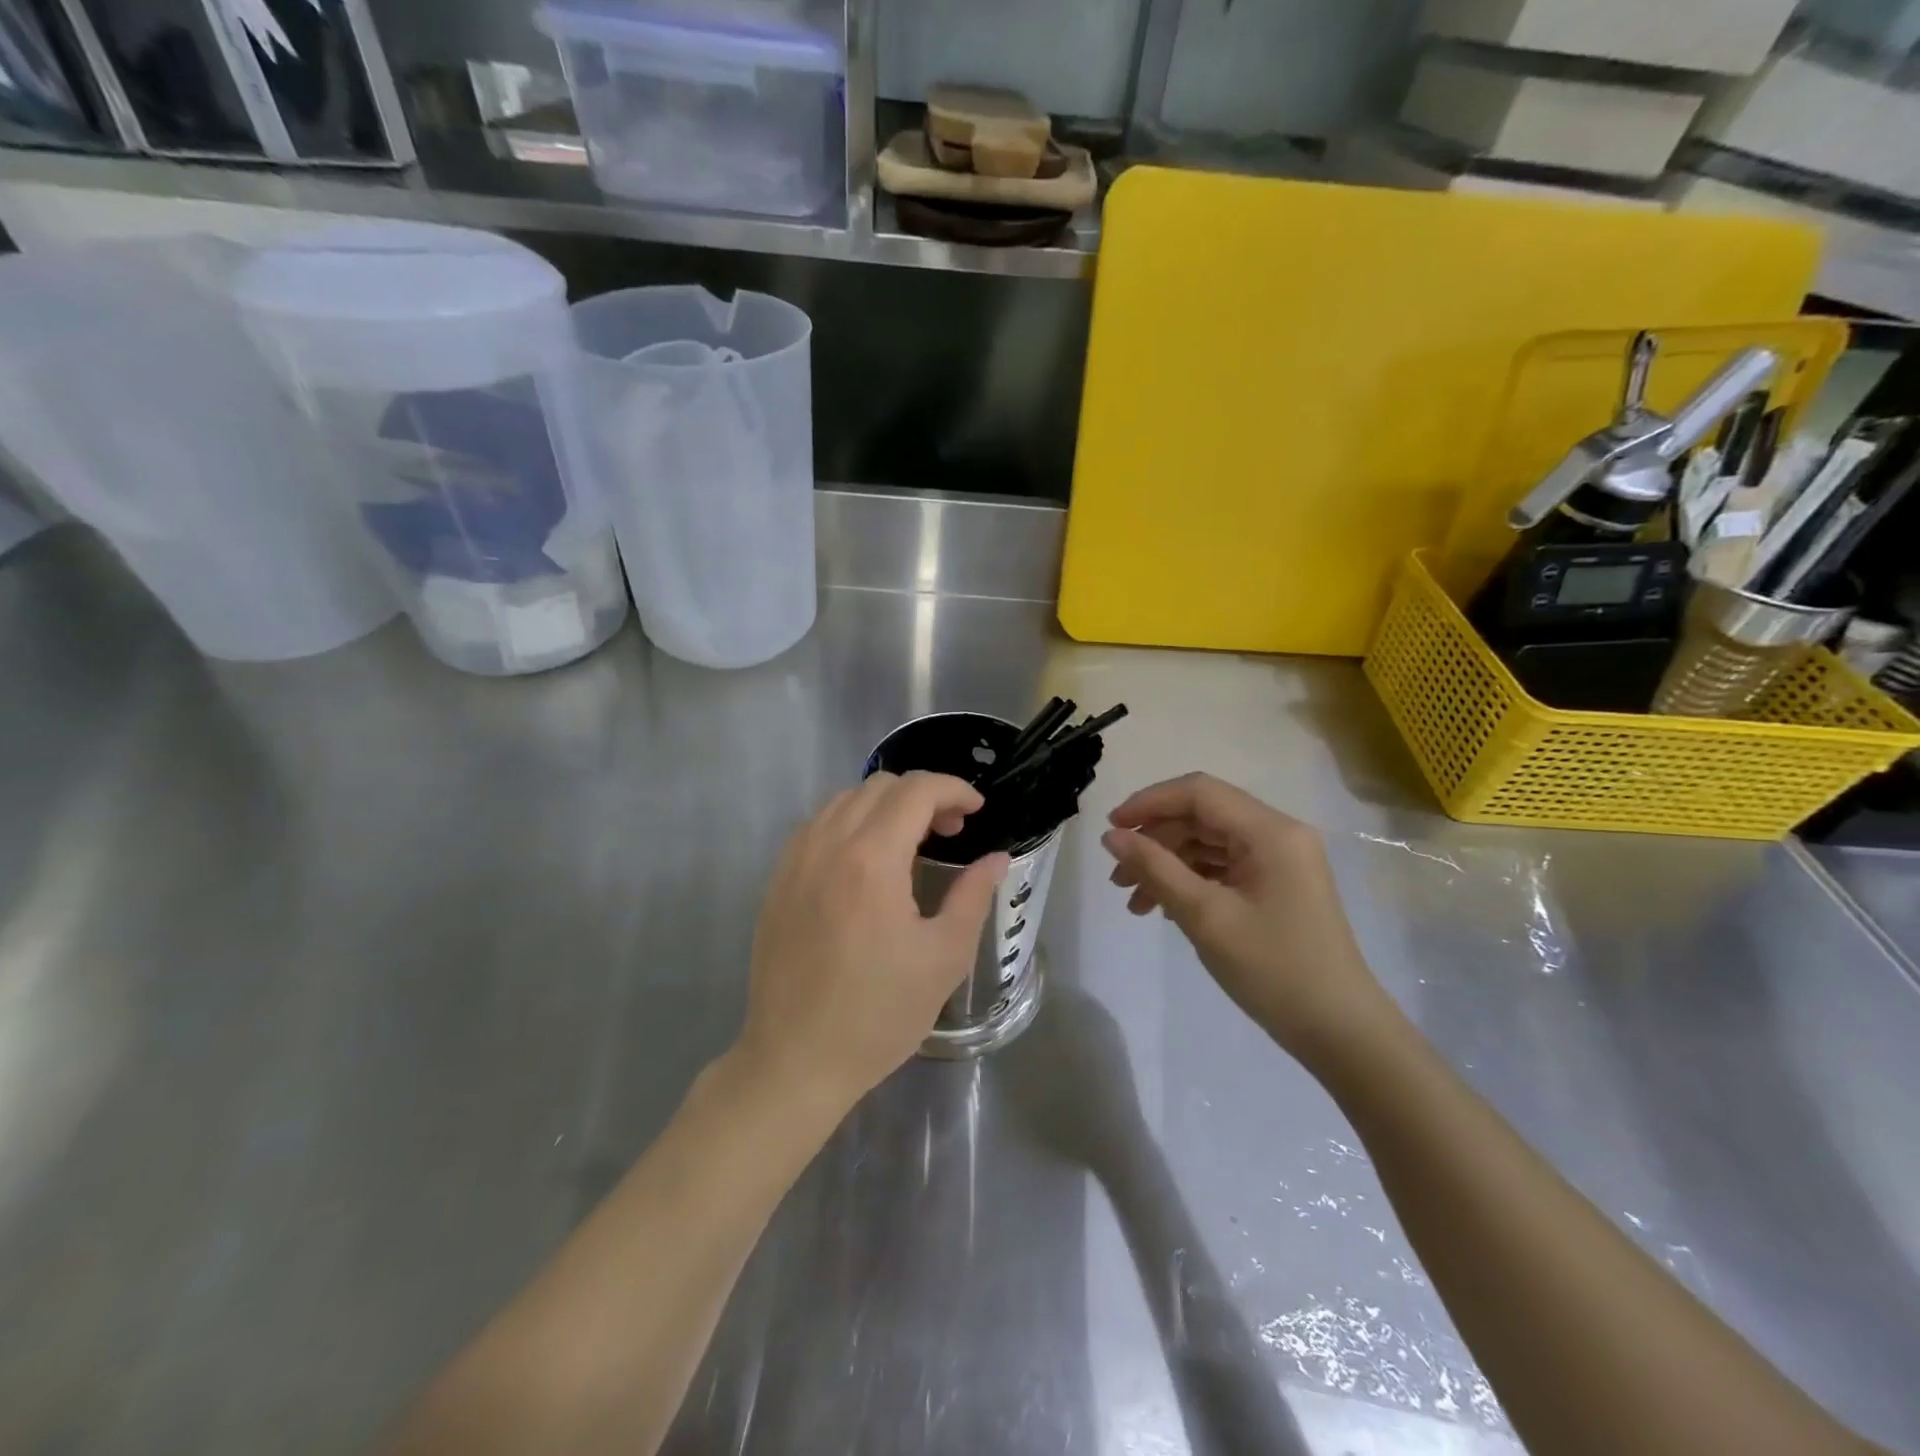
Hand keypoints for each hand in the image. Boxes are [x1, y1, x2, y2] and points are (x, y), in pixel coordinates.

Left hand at [736, 771, 1008, 1112]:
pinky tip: (867, 860)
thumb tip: (996, 858)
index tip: (977, 810)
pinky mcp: (777, 880)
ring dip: (886, 805)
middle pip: (880, 786)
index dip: (954, 789)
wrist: (796, 1060)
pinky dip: (851, 822)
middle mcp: (828, 845)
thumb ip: (973, 895)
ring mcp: (795, 860)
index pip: (916, 791)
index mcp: (871, 860)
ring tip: (911, 842)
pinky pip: (818, 825)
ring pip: (844, 799)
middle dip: (924, 795)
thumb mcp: (943, 957)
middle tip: (951, 830)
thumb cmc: (879, 1014)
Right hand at [1101, 773, 1391, 1059]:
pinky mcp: (1277, 885)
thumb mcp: (1205, 916)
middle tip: (1118, 877)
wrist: (1340, 1032)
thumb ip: (1155, 868)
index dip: (1149, 803)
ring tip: (1134, 902)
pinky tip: (1164, 909)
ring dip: (1167, 864)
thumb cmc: (1273, 970)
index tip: (1111, 830)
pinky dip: (1190, 881)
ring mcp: (1280, 861)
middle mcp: (1278, 834)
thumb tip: (1111, 837)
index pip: (1199, 792)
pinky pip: (1223, 867)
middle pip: (1202, 817)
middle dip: (1155, 841)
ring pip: (1208, 843)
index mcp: (1270, 831)